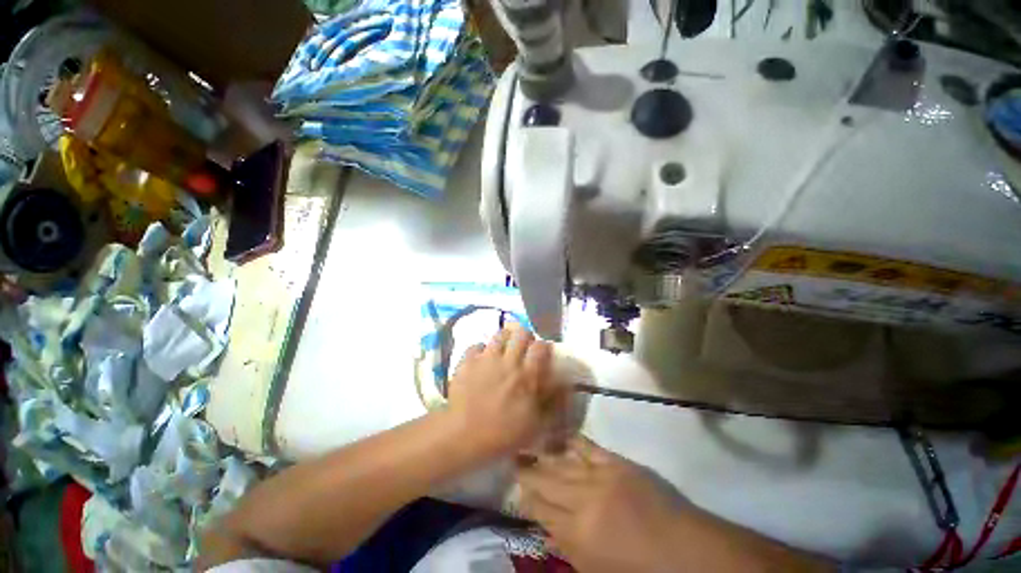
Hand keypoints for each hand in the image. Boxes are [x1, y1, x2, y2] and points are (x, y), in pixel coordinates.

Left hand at [446, 324, 566, 458]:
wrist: (463, 436)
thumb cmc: (502, 435)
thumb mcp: (536, 425)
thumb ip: (552, 403)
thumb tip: (565, 386)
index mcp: (527, 376)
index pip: (541, 347)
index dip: (543, 347)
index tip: (542, 354)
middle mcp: (508, 361)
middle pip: (521, 333)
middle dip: (525, 337)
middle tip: (523, 349)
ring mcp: (486, 358)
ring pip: (500, 333)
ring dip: (505, 339)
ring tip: (503, 350)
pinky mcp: (467, 361)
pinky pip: (476, 345)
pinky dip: (481, 350)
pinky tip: (481, 360)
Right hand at [516, 436, 683, 572]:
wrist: (687, 551)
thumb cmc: (640, 572)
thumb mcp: (598, 572)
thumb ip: (569, 551)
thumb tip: (546, 532)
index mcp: (577, 534)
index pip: (539, 508)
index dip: (525, 496)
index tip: (513, 484)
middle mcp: (582, 500)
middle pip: (546, 481)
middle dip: (528, 471)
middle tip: (513, 457)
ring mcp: (600, 476)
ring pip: (562, 462)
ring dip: (543, 454)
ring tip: (527, 444)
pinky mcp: (616, 462)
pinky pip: (587, 447)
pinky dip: (571, 440)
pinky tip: (559, 434)